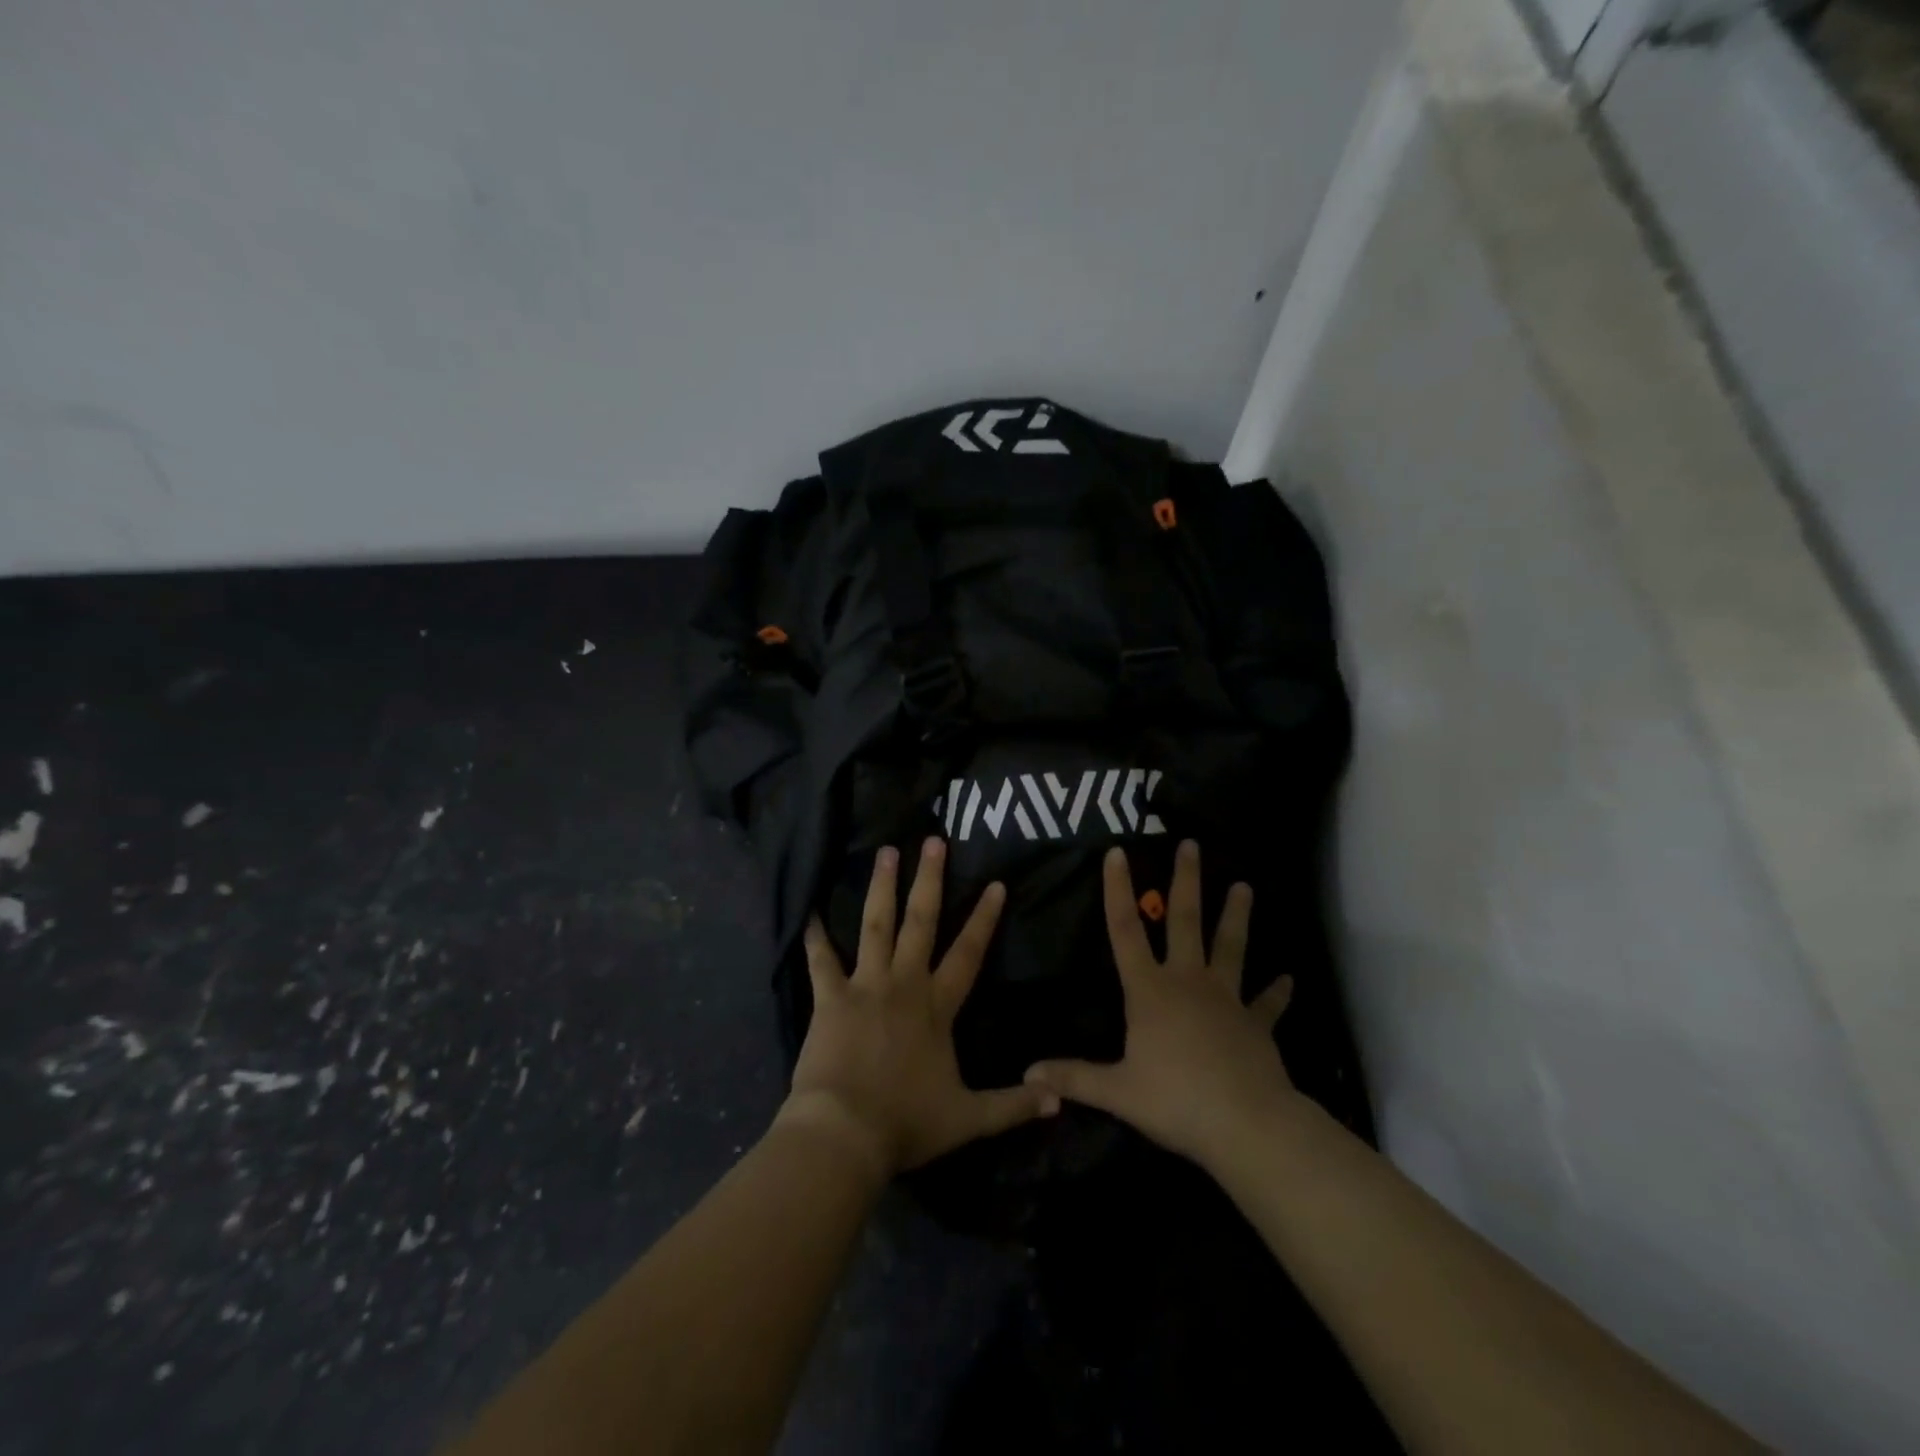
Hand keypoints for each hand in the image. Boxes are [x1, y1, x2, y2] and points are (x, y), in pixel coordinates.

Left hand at [779, 839, 1058, 1178]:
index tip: (996, 883)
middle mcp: (903, 983)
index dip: (984, 918)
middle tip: (933, 841)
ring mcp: (865, 986)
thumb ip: (1014, 1106)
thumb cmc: (906, 1123)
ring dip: (881, 888)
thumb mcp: (969, 1119)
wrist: (845, 1133)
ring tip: (886, 852)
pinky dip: (815, 937)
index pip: (968, 953)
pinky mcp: (830, 998)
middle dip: (929, 880)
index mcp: (936, 1006)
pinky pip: (821, 961)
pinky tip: (809, 913)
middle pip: (920, 922)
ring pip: (876, 926)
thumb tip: (1060, 1101)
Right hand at [1025, 842, 1298, 1171]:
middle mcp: (1188, 981)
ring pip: (1230, 946)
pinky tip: (1289, 980)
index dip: (1117, 891)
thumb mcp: (1117, 1091)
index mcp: (1149, 990)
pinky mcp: (1256, 1024)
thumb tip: (1027, 1073)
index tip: (1117, 852)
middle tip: (1192, 844)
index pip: (1124, 931)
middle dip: (1186, 881)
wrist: (1247, 1124)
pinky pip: (1267, 1004)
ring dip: (1237, 916)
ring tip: (1245, 886)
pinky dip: (1278, 992)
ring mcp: (1227, 999)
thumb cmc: (1176, 1099)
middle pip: (1184, 921)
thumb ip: (1073, 1078)